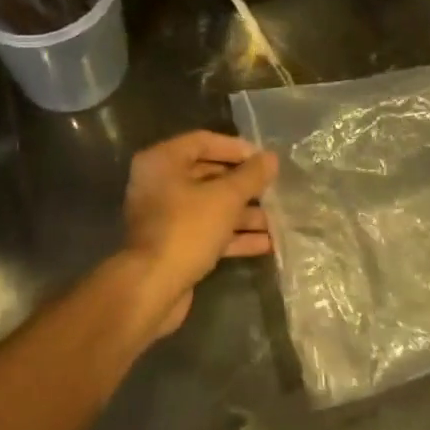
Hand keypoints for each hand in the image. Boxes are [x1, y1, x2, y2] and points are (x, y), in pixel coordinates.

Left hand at [114, 131, 277, 339]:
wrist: (152, 288)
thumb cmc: (186, 230)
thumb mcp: (225, 198)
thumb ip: (250, 176)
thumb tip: (270, 158)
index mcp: (162, 161)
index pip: (203, 141)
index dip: (236, 148)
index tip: (264, 159)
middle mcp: (159, 184)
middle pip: (208, 175)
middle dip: (243, 185)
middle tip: (274, 189)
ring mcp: (165, 217)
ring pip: (210, 206)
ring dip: (243, 213)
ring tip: (278, 220)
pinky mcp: (174, 245)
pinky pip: (207, 232)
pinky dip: (233, 236)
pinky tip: (266, 243)